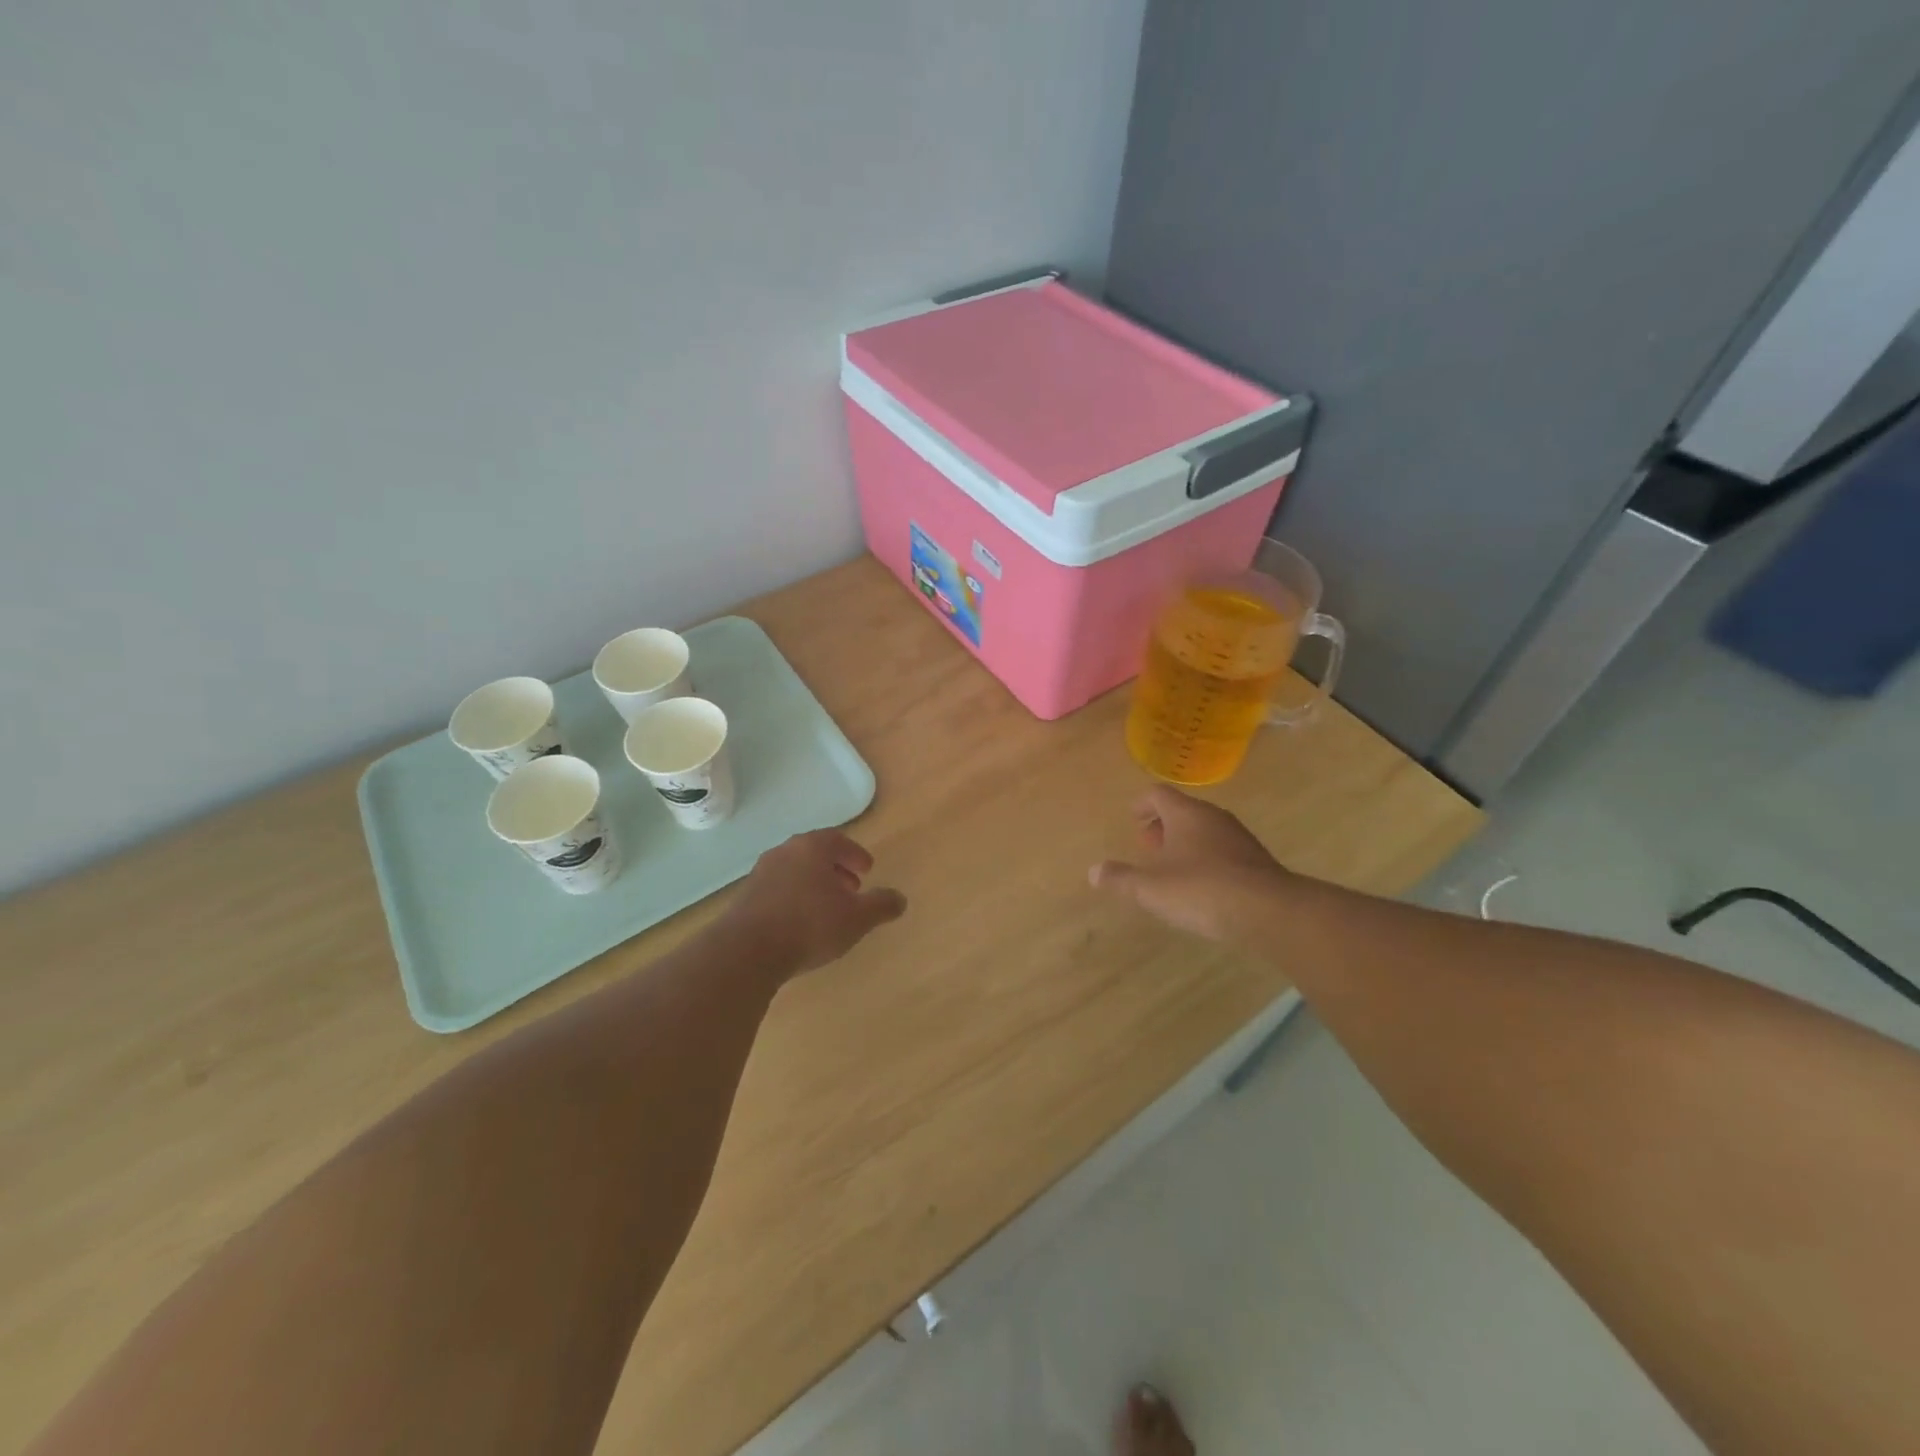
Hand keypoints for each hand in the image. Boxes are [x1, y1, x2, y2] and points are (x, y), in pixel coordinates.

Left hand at [725, 828, 907, 977]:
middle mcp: (785, 852)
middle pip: (815, 853)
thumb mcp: (857, 918)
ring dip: (814, 884)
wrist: (747, 951)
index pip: (839, 840)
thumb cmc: (810, 925)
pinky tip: (801, 922)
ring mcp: (761, 873)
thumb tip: (900, 899)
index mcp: (813, 847)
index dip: (855, 854)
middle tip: (851, 888)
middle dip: (836, 869)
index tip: (867, 870)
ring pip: (795, 871)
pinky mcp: (746, 896)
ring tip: (828, 908)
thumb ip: (881, 905)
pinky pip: (778, 889)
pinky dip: (795, 897)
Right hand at [1089, 786, 1286, 942]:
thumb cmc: (1201, 890)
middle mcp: (1213, 817)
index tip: (1132, 817)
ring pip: (1204, 830)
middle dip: (1162, 826)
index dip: (1142, 804)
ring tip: (1172, 868)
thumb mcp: (1150, 888)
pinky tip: (1202, 886)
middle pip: (1182, 811)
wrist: (1269, 911)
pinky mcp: (1256, 860)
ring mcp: (1238, 837)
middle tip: (1148, 846)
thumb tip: (1094, 871)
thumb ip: (1121, 878)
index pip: (1158, 794)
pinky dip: (1207, 859)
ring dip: (1185, 843)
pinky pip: (1223, 849)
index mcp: (1185, 813)